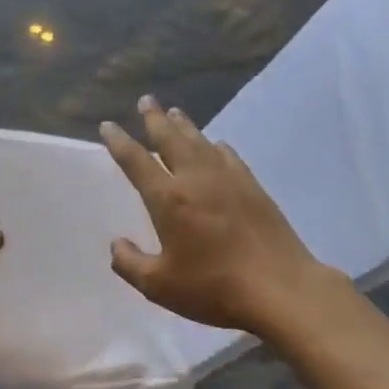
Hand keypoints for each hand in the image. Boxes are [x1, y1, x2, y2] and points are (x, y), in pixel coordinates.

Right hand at [100, 96, 321, 334]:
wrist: (280, 288)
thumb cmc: (213, 288)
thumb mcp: (159, 286)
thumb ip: (130, 264)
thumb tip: (117, 244)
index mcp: (168, 199)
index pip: (136, 161)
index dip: (119, 142)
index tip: (108, 126)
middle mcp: (196, 179)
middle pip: (171, 138)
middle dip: (154, 118)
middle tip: (145, 100)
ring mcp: (228, 179)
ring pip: (200, 142)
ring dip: (184, 125)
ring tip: (174, 111)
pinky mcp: (253, 187)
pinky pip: (228, 156)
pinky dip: (216, 146)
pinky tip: (216, 144)